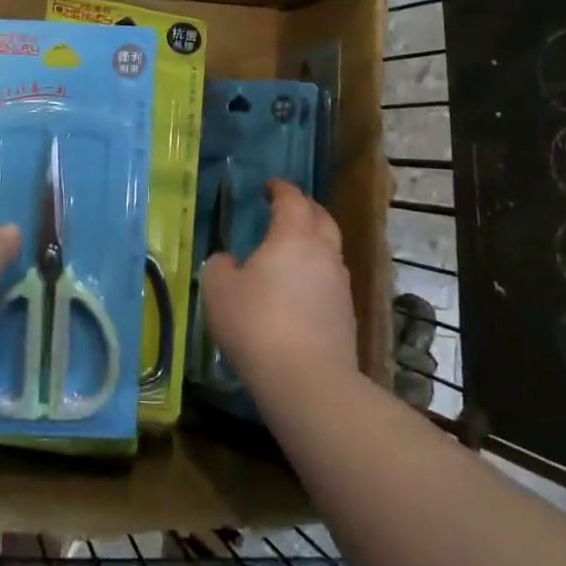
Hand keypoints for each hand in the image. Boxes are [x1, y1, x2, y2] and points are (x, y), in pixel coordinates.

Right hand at [201, 180, 356, 396]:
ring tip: (292, 250)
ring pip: (330, 250)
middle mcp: (323, 252)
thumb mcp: (219, 290)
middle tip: (287, 209)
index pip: (292, 200)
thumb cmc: (256, 323)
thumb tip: (229, 261)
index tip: (270, 186)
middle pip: (321, 218)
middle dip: (305, 208)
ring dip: (314, 242)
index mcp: (293, 236)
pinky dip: (316, 274)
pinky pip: (331, 280)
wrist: (307, 379)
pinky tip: (299, 290)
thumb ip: (220, 266)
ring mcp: (340, 284)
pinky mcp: (346, 314)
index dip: (281, 189)